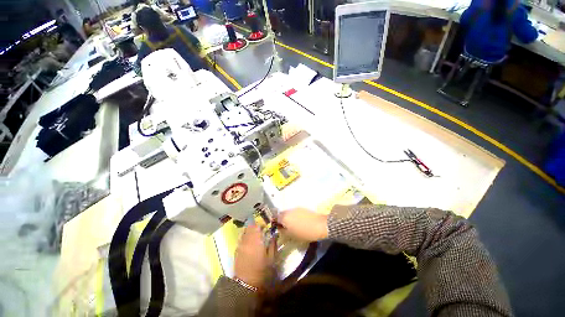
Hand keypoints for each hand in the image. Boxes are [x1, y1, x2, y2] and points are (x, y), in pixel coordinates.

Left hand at [234, 224, 274, 288]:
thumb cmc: (261, 271)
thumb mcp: (271, 258)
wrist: (246, 284)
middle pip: (250, 227)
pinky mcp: (236, 249)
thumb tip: (275, 234)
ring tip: (255, 235)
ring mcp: (240, 244)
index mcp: (256, 240)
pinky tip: (249, 241)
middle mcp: (247, 240)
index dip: (261, 224)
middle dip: (256, 226)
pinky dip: (245, 236)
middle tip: (261, 230)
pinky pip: (241, 237)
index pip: (257, 226)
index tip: (266, 227)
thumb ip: (273, 244)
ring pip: (244, 231)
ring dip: (250, 230)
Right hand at [277, 208, 328, 241]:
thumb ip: (283, 231)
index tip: (277, 227)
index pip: (275, 217)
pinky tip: (298, 221)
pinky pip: (294, 211)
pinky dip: (293, 216)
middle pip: (281, 214)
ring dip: (288, 217)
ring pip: (288, 212)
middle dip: (281, 219)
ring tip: (292, 224)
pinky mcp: (302, 208)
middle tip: (284, 226)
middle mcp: (288, 211)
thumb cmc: (304, 232)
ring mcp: (295, 208)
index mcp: (284, 218)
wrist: (319, 225)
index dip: (275, 222)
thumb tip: (279, 228)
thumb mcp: (292, 235)